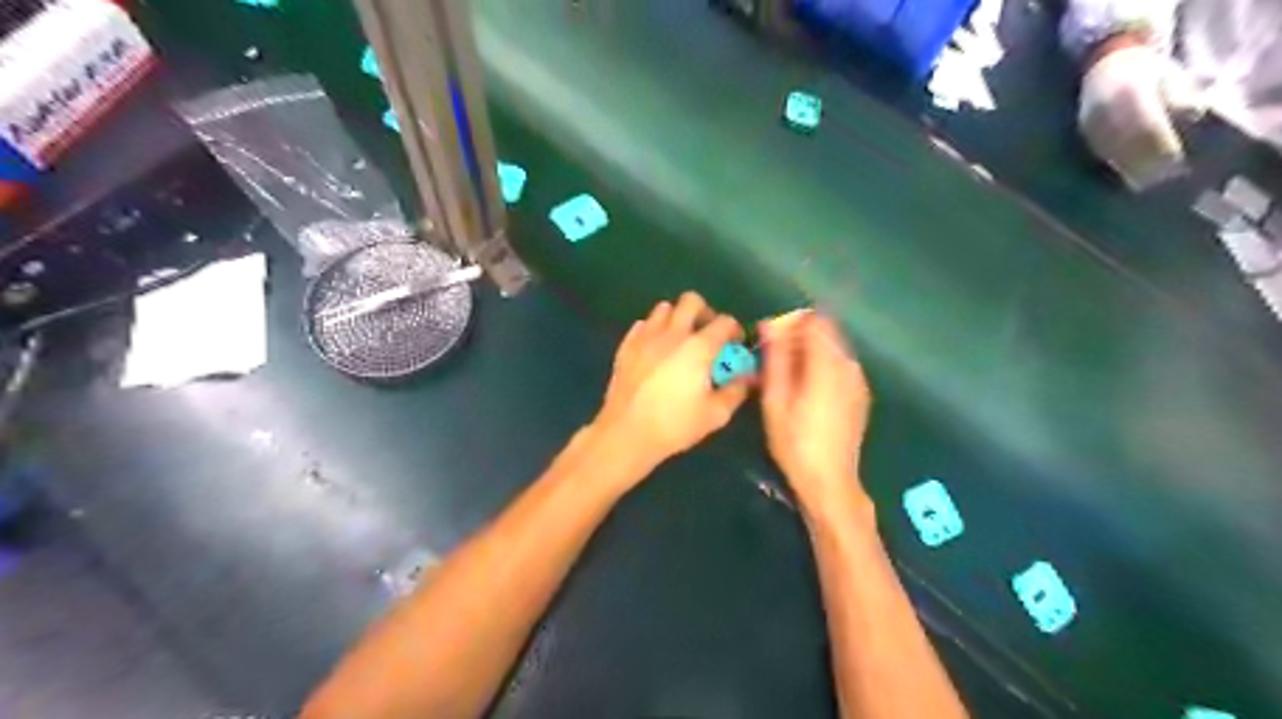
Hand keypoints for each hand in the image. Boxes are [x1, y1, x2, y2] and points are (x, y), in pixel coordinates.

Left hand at [591, 291, 752, 470]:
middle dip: (705, 313)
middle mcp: (673, 333)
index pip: (725, 321)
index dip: (734, 330)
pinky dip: (653, 331)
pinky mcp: (626, 346)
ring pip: (663, 309)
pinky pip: (642, 325)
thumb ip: (736, 390)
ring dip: (676, 319)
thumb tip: (747, 376)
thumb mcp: (716, 414)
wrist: (627, 433)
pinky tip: (655, 350)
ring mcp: (646, 337)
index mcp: (699, 347)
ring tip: (679, 341)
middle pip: (691, 301)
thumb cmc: (675, 425)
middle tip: (707, 335)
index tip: (735, 345)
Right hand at [760, 312, 870, 505]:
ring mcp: (858, 380)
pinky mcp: (860, 395)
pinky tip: (805, 392)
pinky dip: (821, 367)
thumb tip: (769, 325)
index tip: (770, 340)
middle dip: (798, 337)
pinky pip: (839, 366)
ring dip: (809, 352)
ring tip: (786, 377)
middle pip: (826, 331)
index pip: (815, 320)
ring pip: (832, 348)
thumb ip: (775, 358)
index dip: (790, 323)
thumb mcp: (776, 400)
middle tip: (773, 360)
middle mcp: (849, 365)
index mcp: (828, 363)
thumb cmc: (795, 442)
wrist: (830, 481)